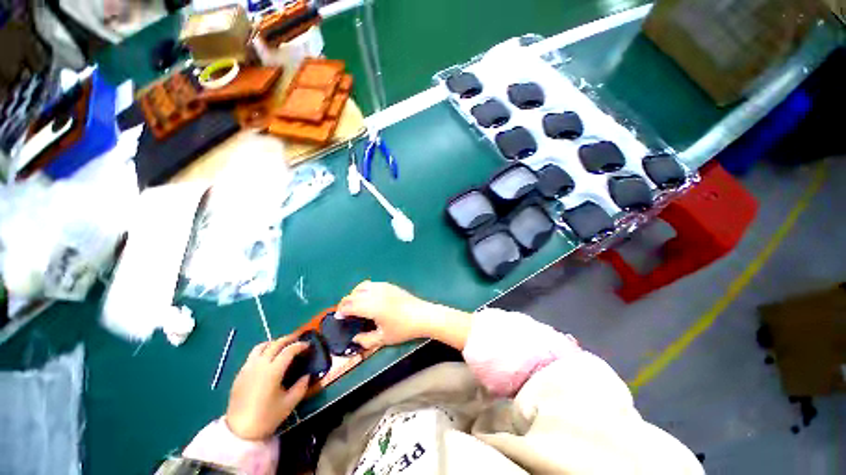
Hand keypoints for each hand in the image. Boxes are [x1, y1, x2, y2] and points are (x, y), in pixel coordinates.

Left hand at [225, 335, 309, 439]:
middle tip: (298, 338)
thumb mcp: (289, 403)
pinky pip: (253, 355)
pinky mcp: (240, 374)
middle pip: (275, 344)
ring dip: (274, 343)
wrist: (239, 431)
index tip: (308, 345)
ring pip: (261, 346)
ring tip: (282, 346)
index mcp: (273, 371)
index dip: (300, 345)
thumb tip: (307, 375)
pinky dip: (263, 351)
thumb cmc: (266, 417)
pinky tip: (268, 359)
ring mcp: (248, 368)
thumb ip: (301, 386)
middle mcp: (260, 365)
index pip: (289, 350)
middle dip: (288, 339)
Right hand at [337, 281, 473, 350]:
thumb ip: (366, 340)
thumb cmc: (403, 328)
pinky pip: (372, 284)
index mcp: (371, 306)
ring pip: (362, 286)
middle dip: (346, 302)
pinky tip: (369, 298)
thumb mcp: (383, 339)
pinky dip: (365, 289)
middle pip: (353, 294)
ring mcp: (383, 287)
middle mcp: (375, 293)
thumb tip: (354, 338)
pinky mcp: (390, 285)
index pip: (349, 305)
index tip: (339, 318)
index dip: (341, 311)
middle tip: (346, 313)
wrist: (423, 315)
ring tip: (356, 304)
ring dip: (355, 294)